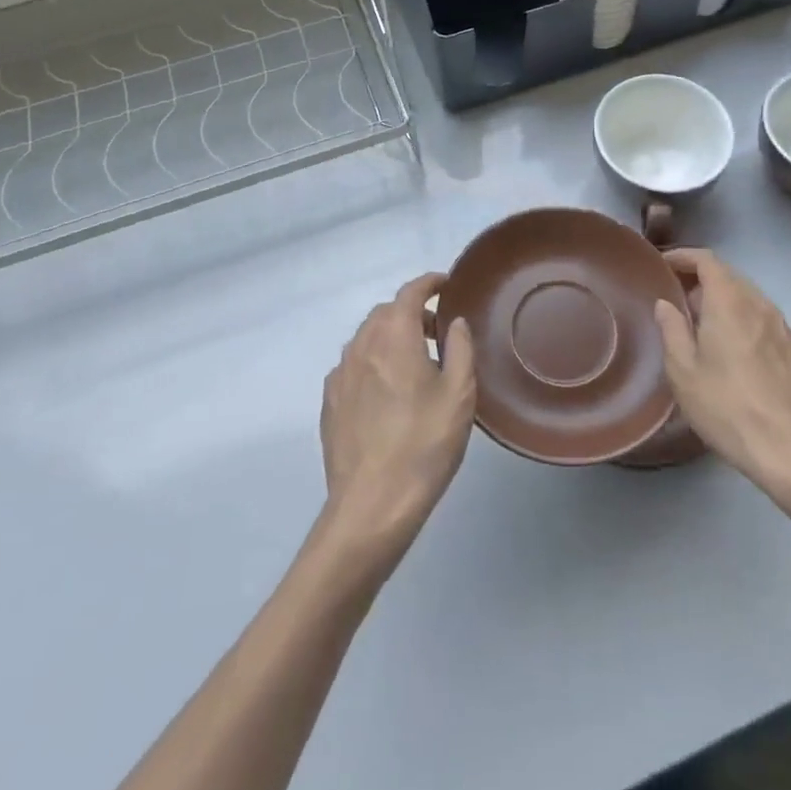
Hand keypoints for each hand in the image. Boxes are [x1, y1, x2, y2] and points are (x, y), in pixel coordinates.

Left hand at [320, 274, 475, 564]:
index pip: (409, 293)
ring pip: (366, 338)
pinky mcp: (330, 402)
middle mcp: (361, 346)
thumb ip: (460, 348)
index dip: (428, 283)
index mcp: (393, 337)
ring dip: (390, 337)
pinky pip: (353, 365)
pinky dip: (373, 362)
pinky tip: (388, 391)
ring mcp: (340, 375)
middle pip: (385, 313)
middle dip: (410, 312)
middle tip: (437, 332)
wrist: (372, 505)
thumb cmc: (424, 445)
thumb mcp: (459, 395)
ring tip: (415, 363)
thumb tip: (455, 322)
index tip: (445, 285)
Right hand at [654, 249, 790, 502]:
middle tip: (676, 297)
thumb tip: (666, 304)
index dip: (683, 256)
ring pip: (748, 297)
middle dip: (701, 278)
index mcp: (729, 302)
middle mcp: (759, 304)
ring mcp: (782, 327)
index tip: (663, 264)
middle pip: (729, 275)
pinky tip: (732, 347)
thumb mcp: (683, 371)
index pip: (707, 260)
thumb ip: (672, 329)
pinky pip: (762, 318)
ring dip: (723, 299)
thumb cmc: (727, 407)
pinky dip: (742, 318)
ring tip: (701, 323)